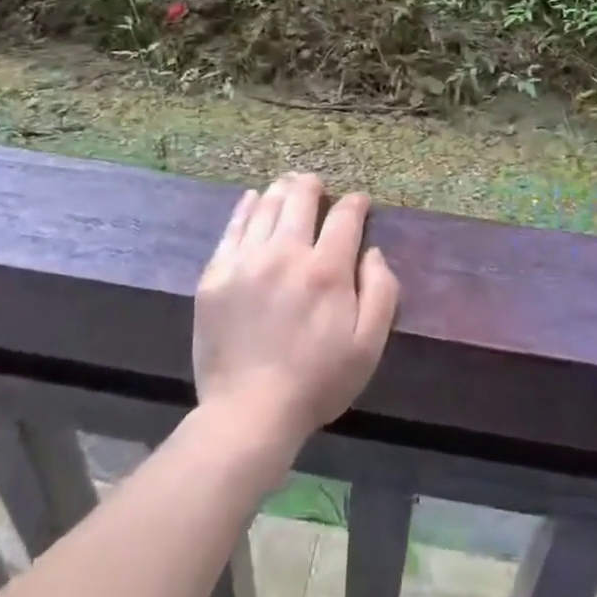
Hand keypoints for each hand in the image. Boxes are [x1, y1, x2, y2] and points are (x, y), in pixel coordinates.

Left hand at [193, 172, 399, 459]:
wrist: (248, 413)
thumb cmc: (317, 382)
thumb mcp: (368, 346)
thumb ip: (381, 292)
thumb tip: (372, 251)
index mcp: (326, 270)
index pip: (344, 216)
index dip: (355, 203)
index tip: (359, 202)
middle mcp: (286, 253)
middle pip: (300, 199)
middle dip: (313, 186)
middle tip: (317, 185)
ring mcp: (246, 261)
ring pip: (266, 207)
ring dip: (282, 190)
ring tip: (288, 184)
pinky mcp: (215, 275)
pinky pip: (232, 228)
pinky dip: (246, 207)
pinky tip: (252, 199)